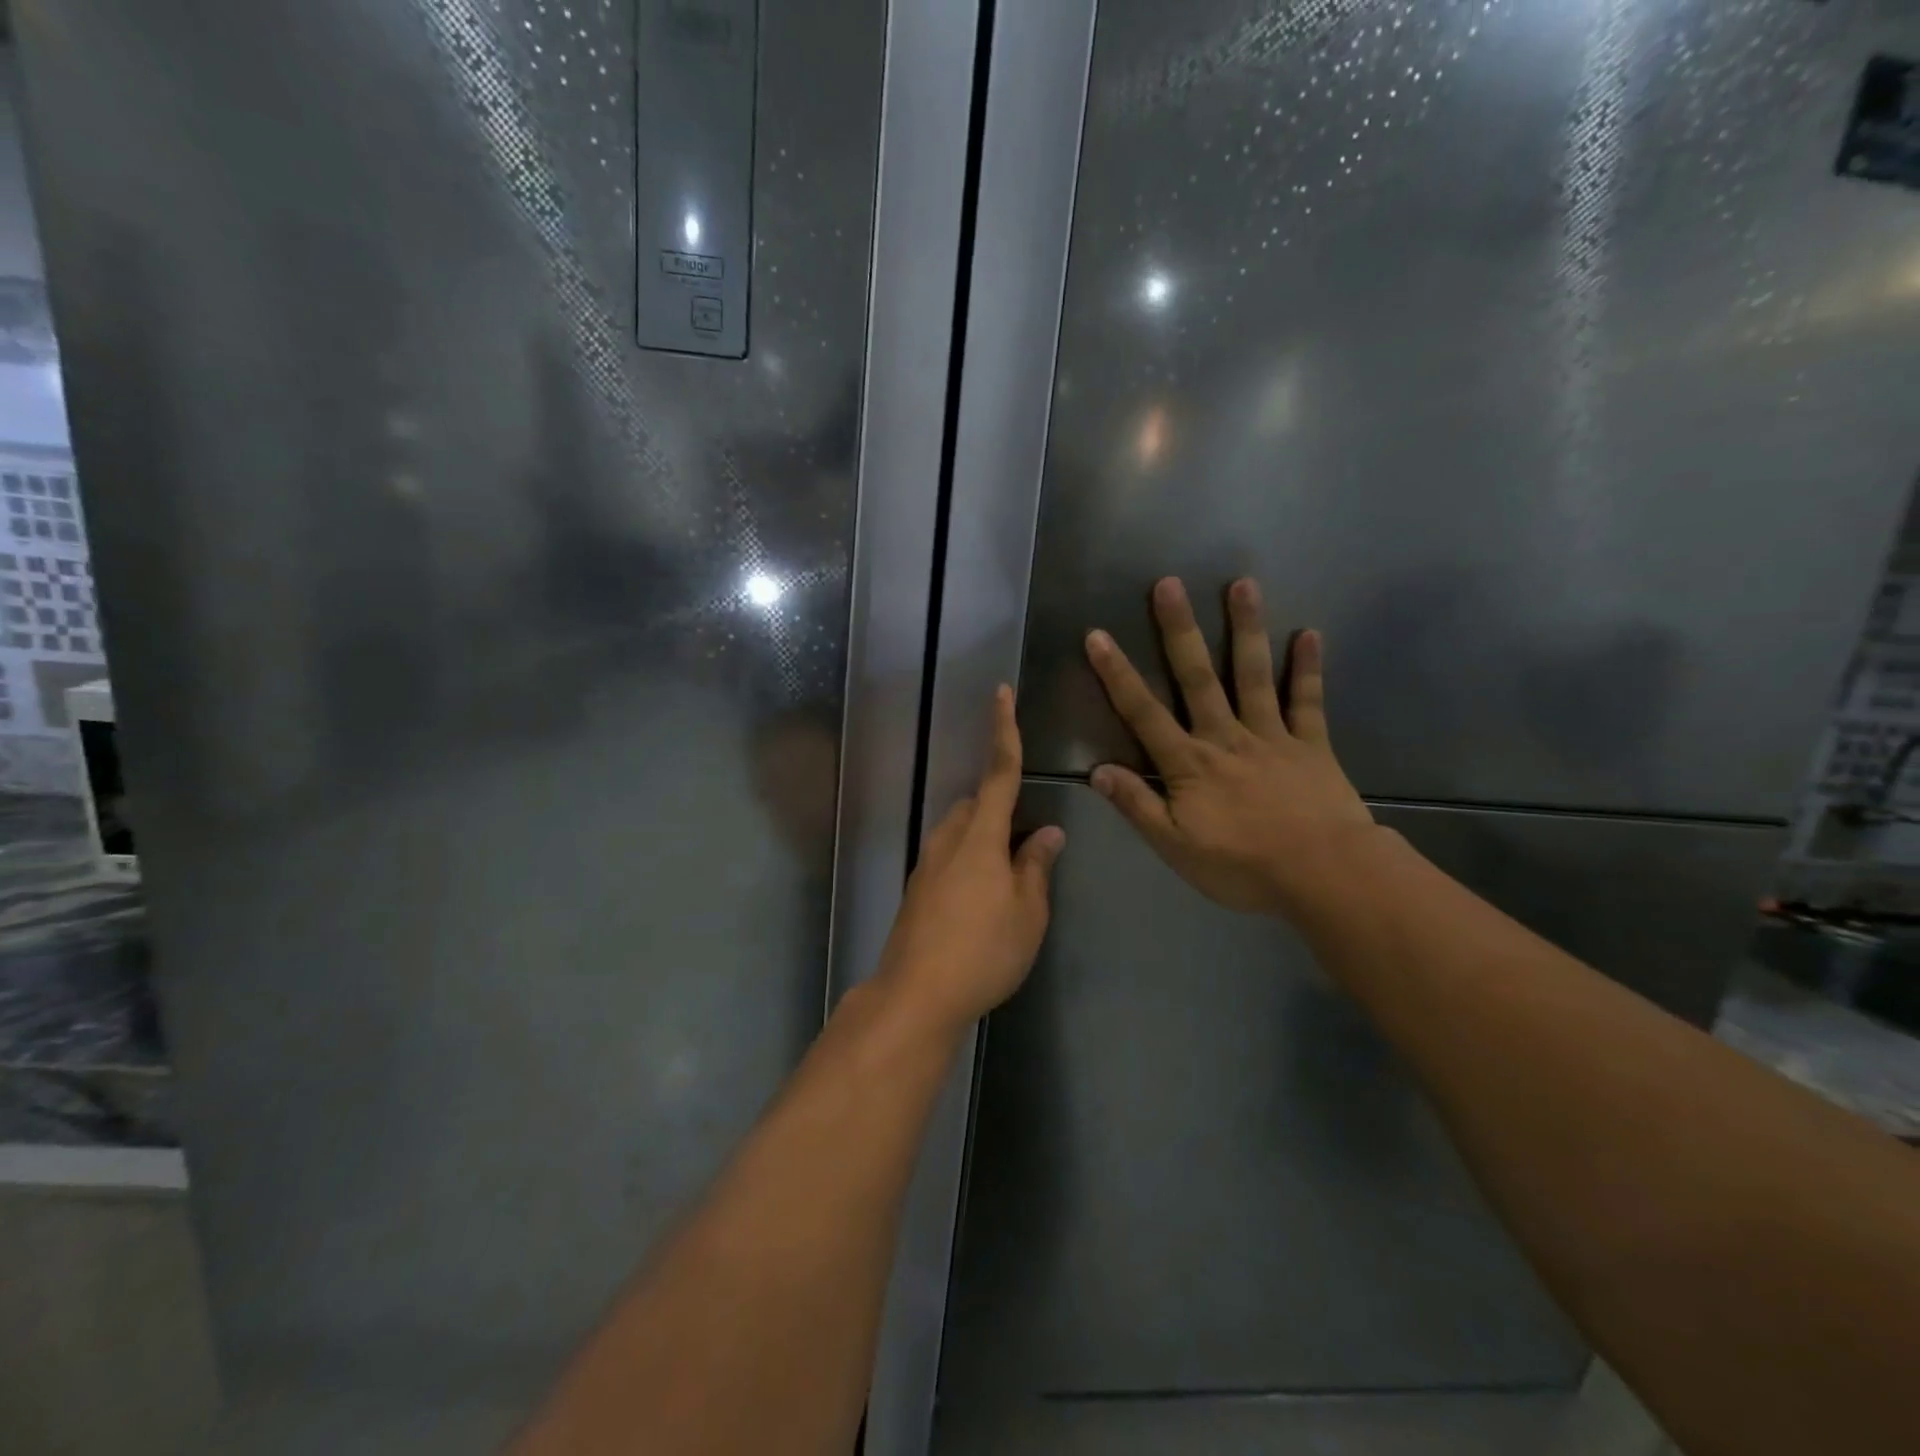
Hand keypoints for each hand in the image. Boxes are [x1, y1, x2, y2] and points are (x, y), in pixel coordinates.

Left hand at [875, 686, 1065, 1036]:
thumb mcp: (1028, 911)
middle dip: (1001, 809)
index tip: (1001, 692)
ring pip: (961, 832)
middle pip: (977, 805)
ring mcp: (927, 864)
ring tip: (1009, 879)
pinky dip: (969, 863)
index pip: (998, 772)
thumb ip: (1037, 866)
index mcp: (980, 836)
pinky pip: (949, 857)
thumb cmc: (984, 950)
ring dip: (985, 839)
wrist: (916, 994)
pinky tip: (982, 902)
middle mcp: (948, 839)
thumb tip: (1049, 832)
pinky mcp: (916, 890)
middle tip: (1027, 846)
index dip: (1004, 731)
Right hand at [1085, 577, 1377, 918]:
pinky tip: (1310, 633)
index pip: (1144, 713)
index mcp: (1189, 763)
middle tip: (1169, 584)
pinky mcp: (1311, 745)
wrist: (1324, 875)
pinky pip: (1308, 701)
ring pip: (1253, 675)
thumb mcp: (1175, 846)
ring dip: (1246, 629)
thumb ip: (1137, 805)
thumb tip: (1096, 771)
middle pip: (1197, 678)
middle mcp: (1226, 737)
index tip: (1098, 635)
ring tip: (1242, 584)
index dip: (1118, 674)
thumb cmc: (1243, 866)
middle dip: (1180, 631)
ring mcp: (1272, 736)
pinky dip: (1308, 668)